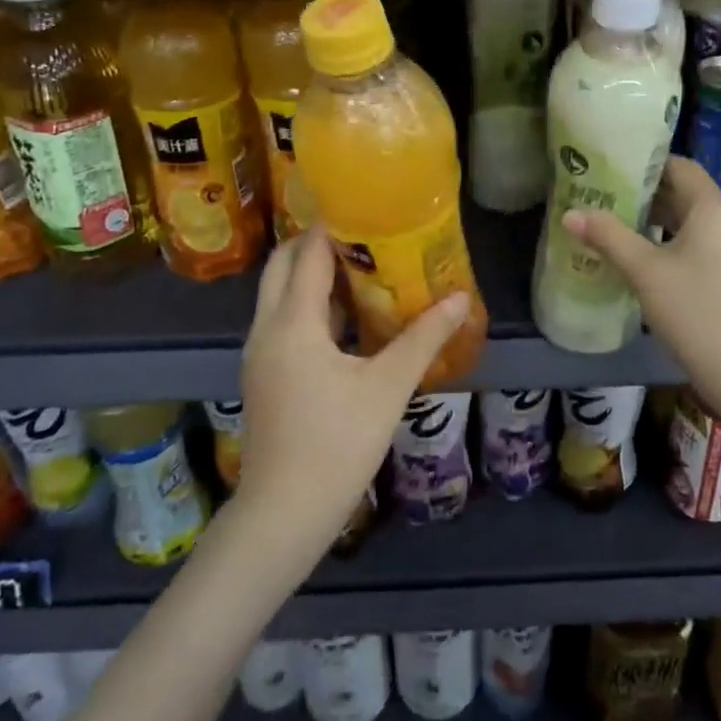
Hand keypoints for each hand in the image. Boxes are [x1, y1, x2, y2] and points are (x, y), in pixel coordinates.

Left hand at [234, 227, 469, 564]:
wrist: (284, 513)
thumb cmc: (337, 444)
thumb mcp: (388, 387)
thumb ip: (423, 338)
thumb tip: (460, 298)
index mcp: (293, 323)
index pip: (309, 254)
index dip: (334, 226)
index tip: (367, 206)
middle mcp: (267, 328)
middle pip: (283, 265)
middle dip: (317, 243)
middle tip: (364, 232)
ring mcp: (260, 353)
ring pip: (279, 294)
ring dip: (311, 273)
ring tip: (361, 265)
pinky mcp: (264, 374)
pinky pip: (282, 320)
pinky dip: (309, 304)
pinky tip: (347, 317)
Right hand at [566, 156, 720, 448]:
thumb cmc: (694, 312)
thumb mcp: (645, 272)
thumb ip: (608, 237)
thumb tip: (570, 213)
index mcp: (716, 210)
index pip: (682, 167)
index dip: (649, 165)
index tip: (616, 169)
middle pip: (691, 195)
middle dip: (652, 196)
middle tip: (611, 200)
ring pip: (702, 222)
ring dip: (667, 222)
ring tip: (627, 229)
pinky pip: (713, 244)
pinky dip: (684, 243)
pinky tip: (658, 262)